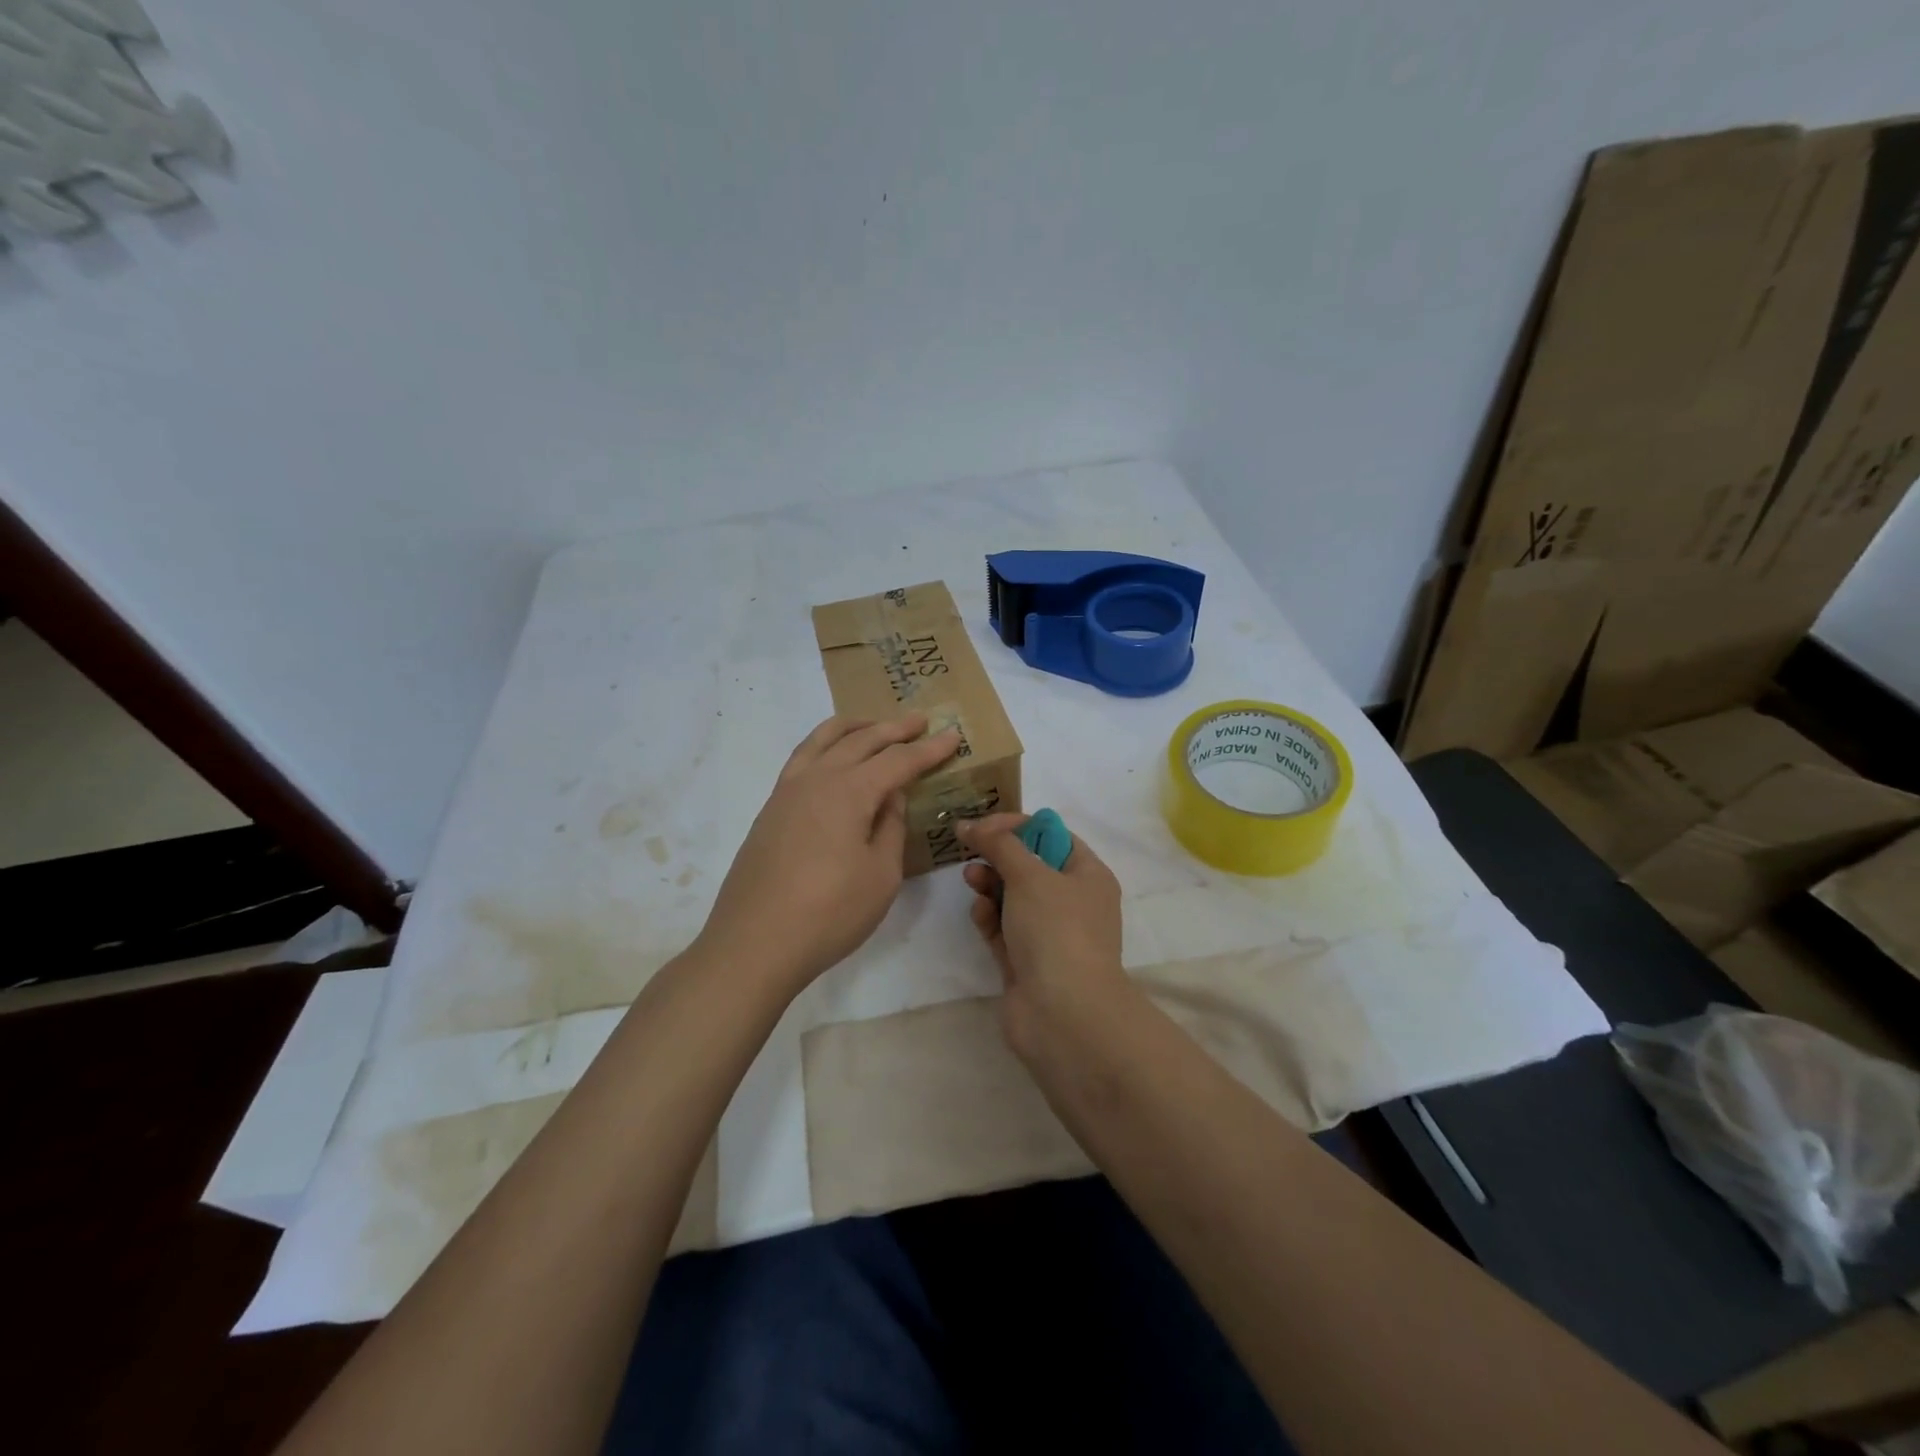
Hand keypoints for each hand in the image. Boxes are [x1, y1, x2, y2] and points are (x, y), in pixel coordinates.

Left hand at [699, 714, 960, 992]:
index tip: (952, 736)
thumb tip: (890, 797)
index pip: (897, 760)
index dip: (927, 750)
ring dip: (853, 728)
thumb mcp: (881, 875)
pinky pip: (802, 758)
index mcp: (849, 791)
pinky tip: (832, 758)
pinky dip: (824, 745)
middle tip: (920, 720)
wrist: (754, 944)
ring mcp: (787, 792)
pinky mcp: (770, 810)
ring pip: (822, 741)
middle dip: (894, 729)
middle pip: (860, 740)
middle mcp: (816, 779)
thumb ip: (891, 828)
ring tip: (873, 724)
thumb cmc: (829, 913)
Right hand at [958, 813, 1132, 1061]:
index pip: (1052, 836)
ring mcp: (1049, 935)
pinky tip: (979, 914)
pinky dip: (989, 918)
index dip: (1017, 826)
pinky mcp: (1026, 962)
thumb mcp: (1030, 874)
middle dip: (999, 856)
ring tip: (971, 880)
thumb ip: (998, 844)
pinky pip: (1003, 929)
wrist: (1063, 1014)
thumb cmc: (1057, 930)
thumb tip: (969, 825)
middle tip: (971, 852)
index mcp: (1088, 875)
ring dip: (990, 884)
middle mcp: (1072, 903)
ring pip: (1013, 898)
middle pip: (1029, 866)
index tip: (983, 826)